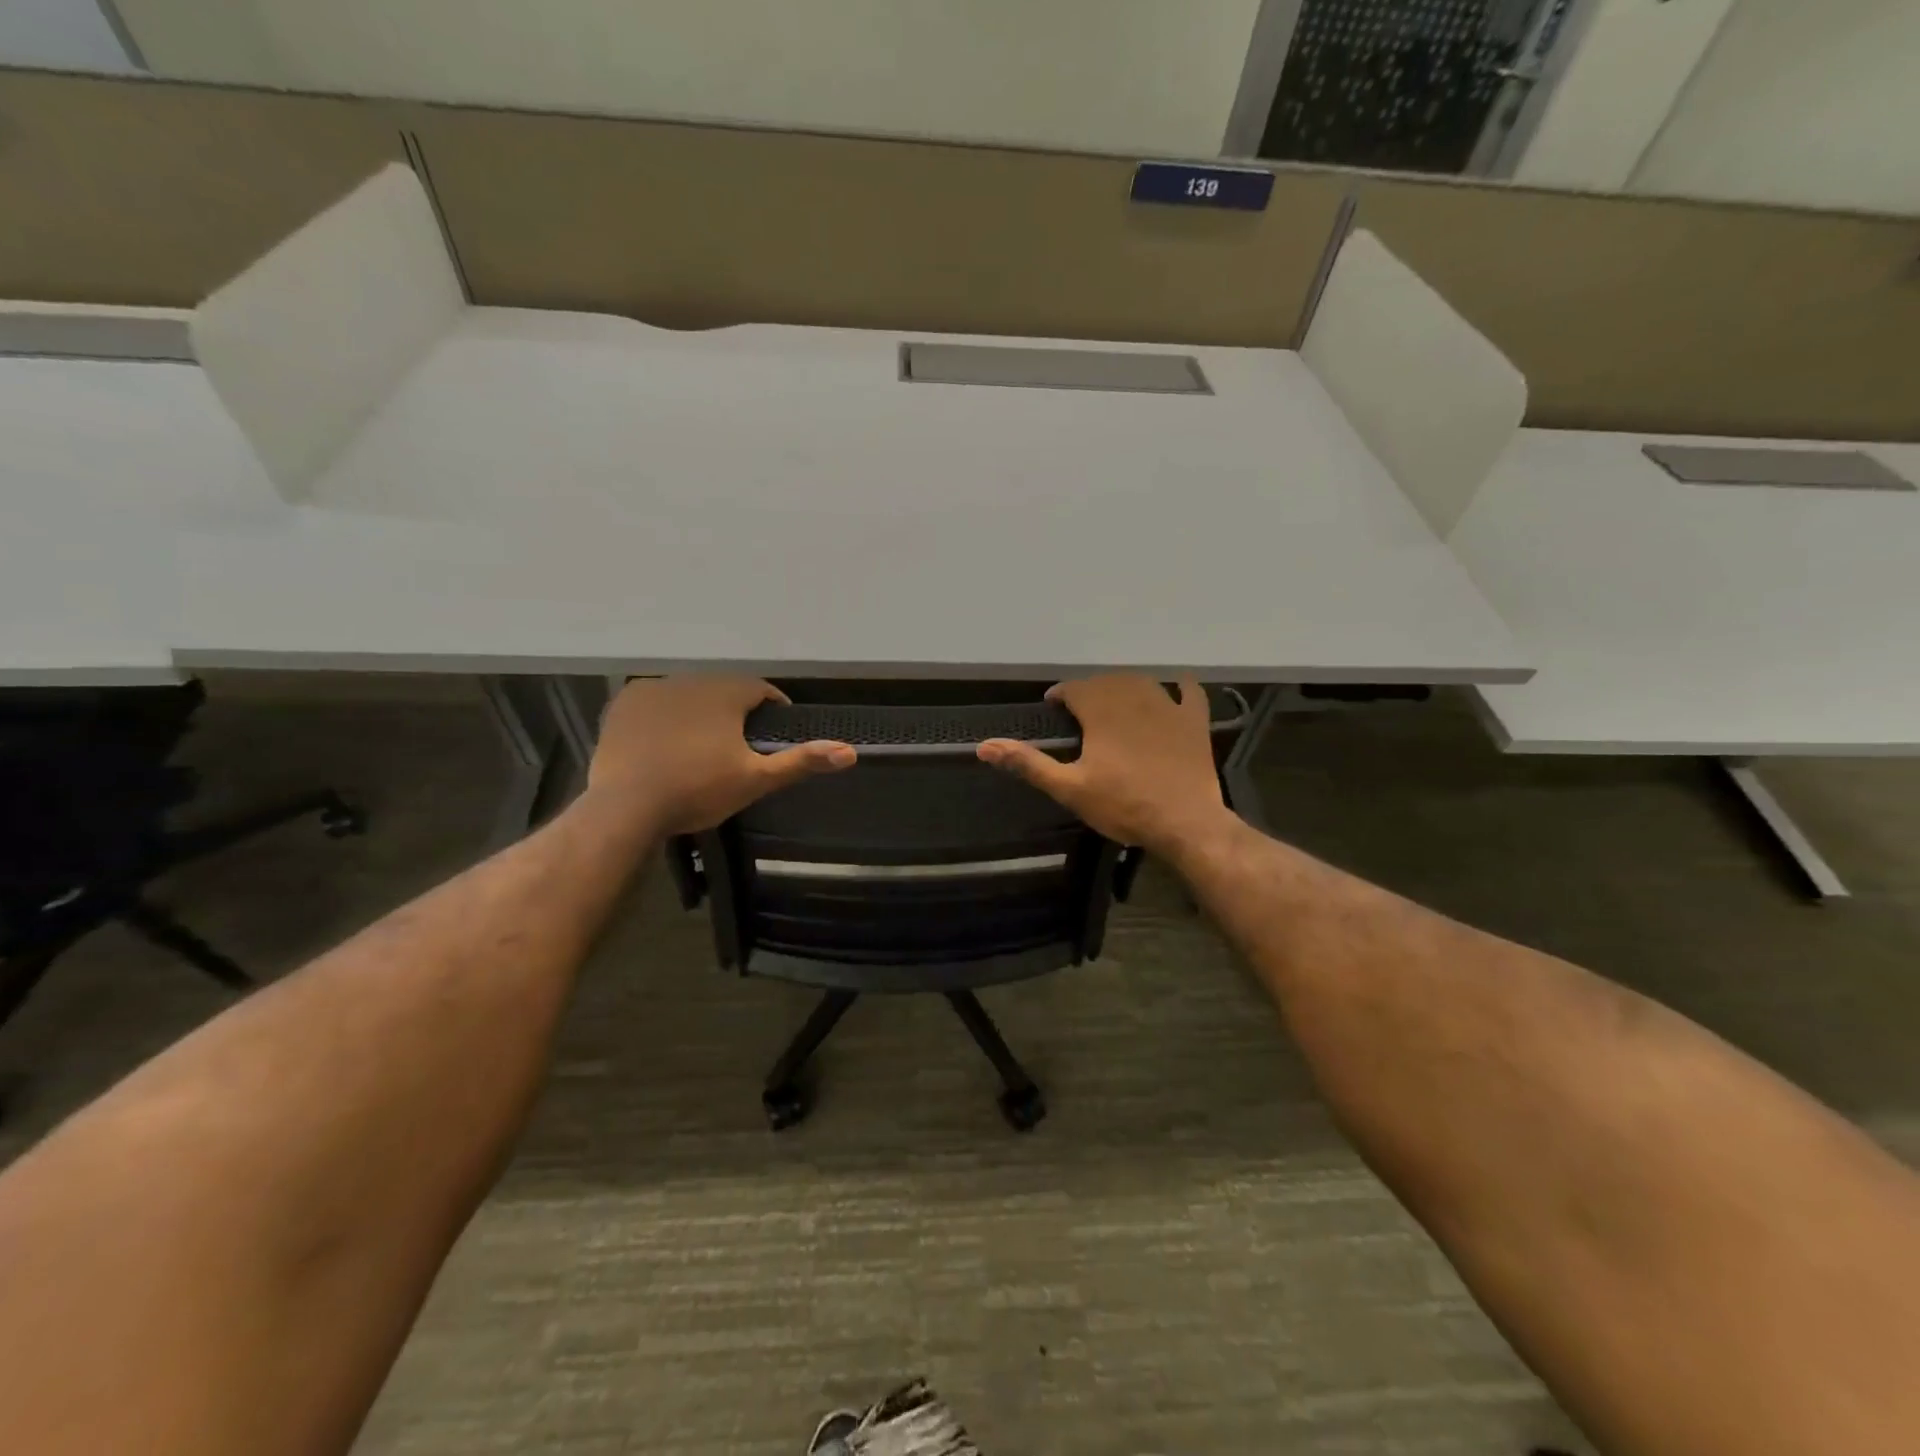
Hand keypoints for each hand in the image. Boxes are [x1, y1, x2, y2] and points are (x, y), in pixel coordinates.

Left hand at [587, 677, 854, 835]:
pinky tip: (663, 743)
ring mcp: (653, 689)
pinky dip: (664, 716)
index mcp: (727, 692)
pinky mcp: (624, 703)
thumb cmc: (698, 790)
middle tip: (736, 748)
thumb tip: (850, 751)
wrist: (626, 806)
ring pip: (689, 695)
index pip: (761, 690)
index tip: (771, 735)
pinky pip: (655, 702)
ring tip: (699, 747)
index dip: (772, 710)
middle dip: (734, 712)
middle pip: (724, 691)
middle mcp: (692, 679)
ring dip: (699, 712)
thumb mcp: (756, 780)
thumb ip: (801, 761)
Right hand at [977, 675, 1232, 855]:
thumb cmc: (1122, 805)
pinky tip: (1177, 689)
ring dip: (1125, 687)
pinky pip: (1190, 693)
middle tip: (1081, 713)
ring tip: (1116, 704)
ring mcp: (1168, 707)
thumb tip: (984, 745)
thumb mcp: (1068, 788)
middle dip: (1090, 692)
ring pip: (1142, 682)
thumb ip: (1028, 763)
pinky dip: (1181, 687)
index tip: (1054, 708)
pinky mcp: (1194, 721)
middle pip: (1106, 682)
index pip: (1074, 688)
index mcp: (1100, 711)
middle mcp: (1132, 698)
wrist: (1184, 822)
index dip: (1061, 695)